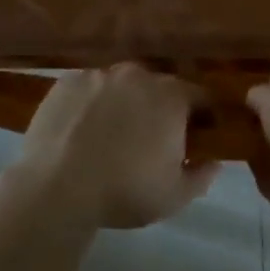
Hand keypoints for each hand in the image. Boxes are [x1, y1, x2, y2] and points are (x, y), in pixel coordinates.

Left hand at [0, 64, 217, 229]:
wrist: (56, 187)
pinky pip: (89, 89)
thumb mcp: (174, 196)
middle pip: (159, 87)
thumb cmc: (124, 191)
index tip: (197, 137)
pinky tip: (81, 131)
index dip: (202, 116)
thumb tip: (214, 162)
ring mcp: (100, 74)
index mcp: (171, 97)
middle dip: (160, 109)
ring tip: (110, 136)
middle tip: (150, 140)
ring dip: (123, 104)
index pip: (200, 97)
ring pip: (121, 86)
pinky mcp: (68, 81)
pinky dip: (91, 104)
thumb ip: (201, 176)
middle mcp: (138, 75)